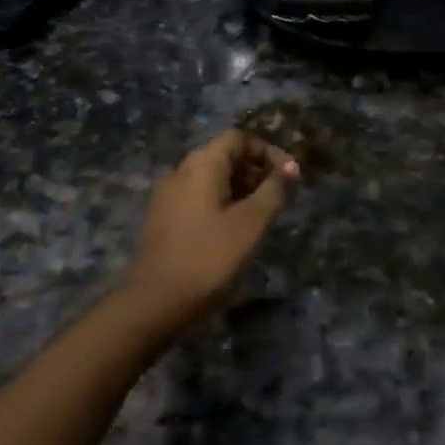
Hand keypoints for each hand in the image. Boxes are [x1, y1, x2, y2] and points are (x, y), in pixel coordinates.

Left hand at [124, 129, 298, 326]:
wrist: (153, 305)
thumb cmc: (208, 258)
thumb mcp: (251, 224)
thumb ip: (274, 191)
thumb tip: (291, 167)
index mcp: (202, 164)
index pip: (239, 138)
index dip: (268, 151)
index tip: (289, 176)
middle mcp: (181, 171)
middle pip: (225, 156)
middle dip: (255, 170)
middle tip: (279, 197)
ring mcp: (167, 195)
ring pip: (211, 178)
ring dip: (240, 188)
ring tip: (261, 216)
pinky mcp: (162, 219)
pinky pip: (198, 197)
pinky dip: (221, 203)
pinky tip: (233, 231)